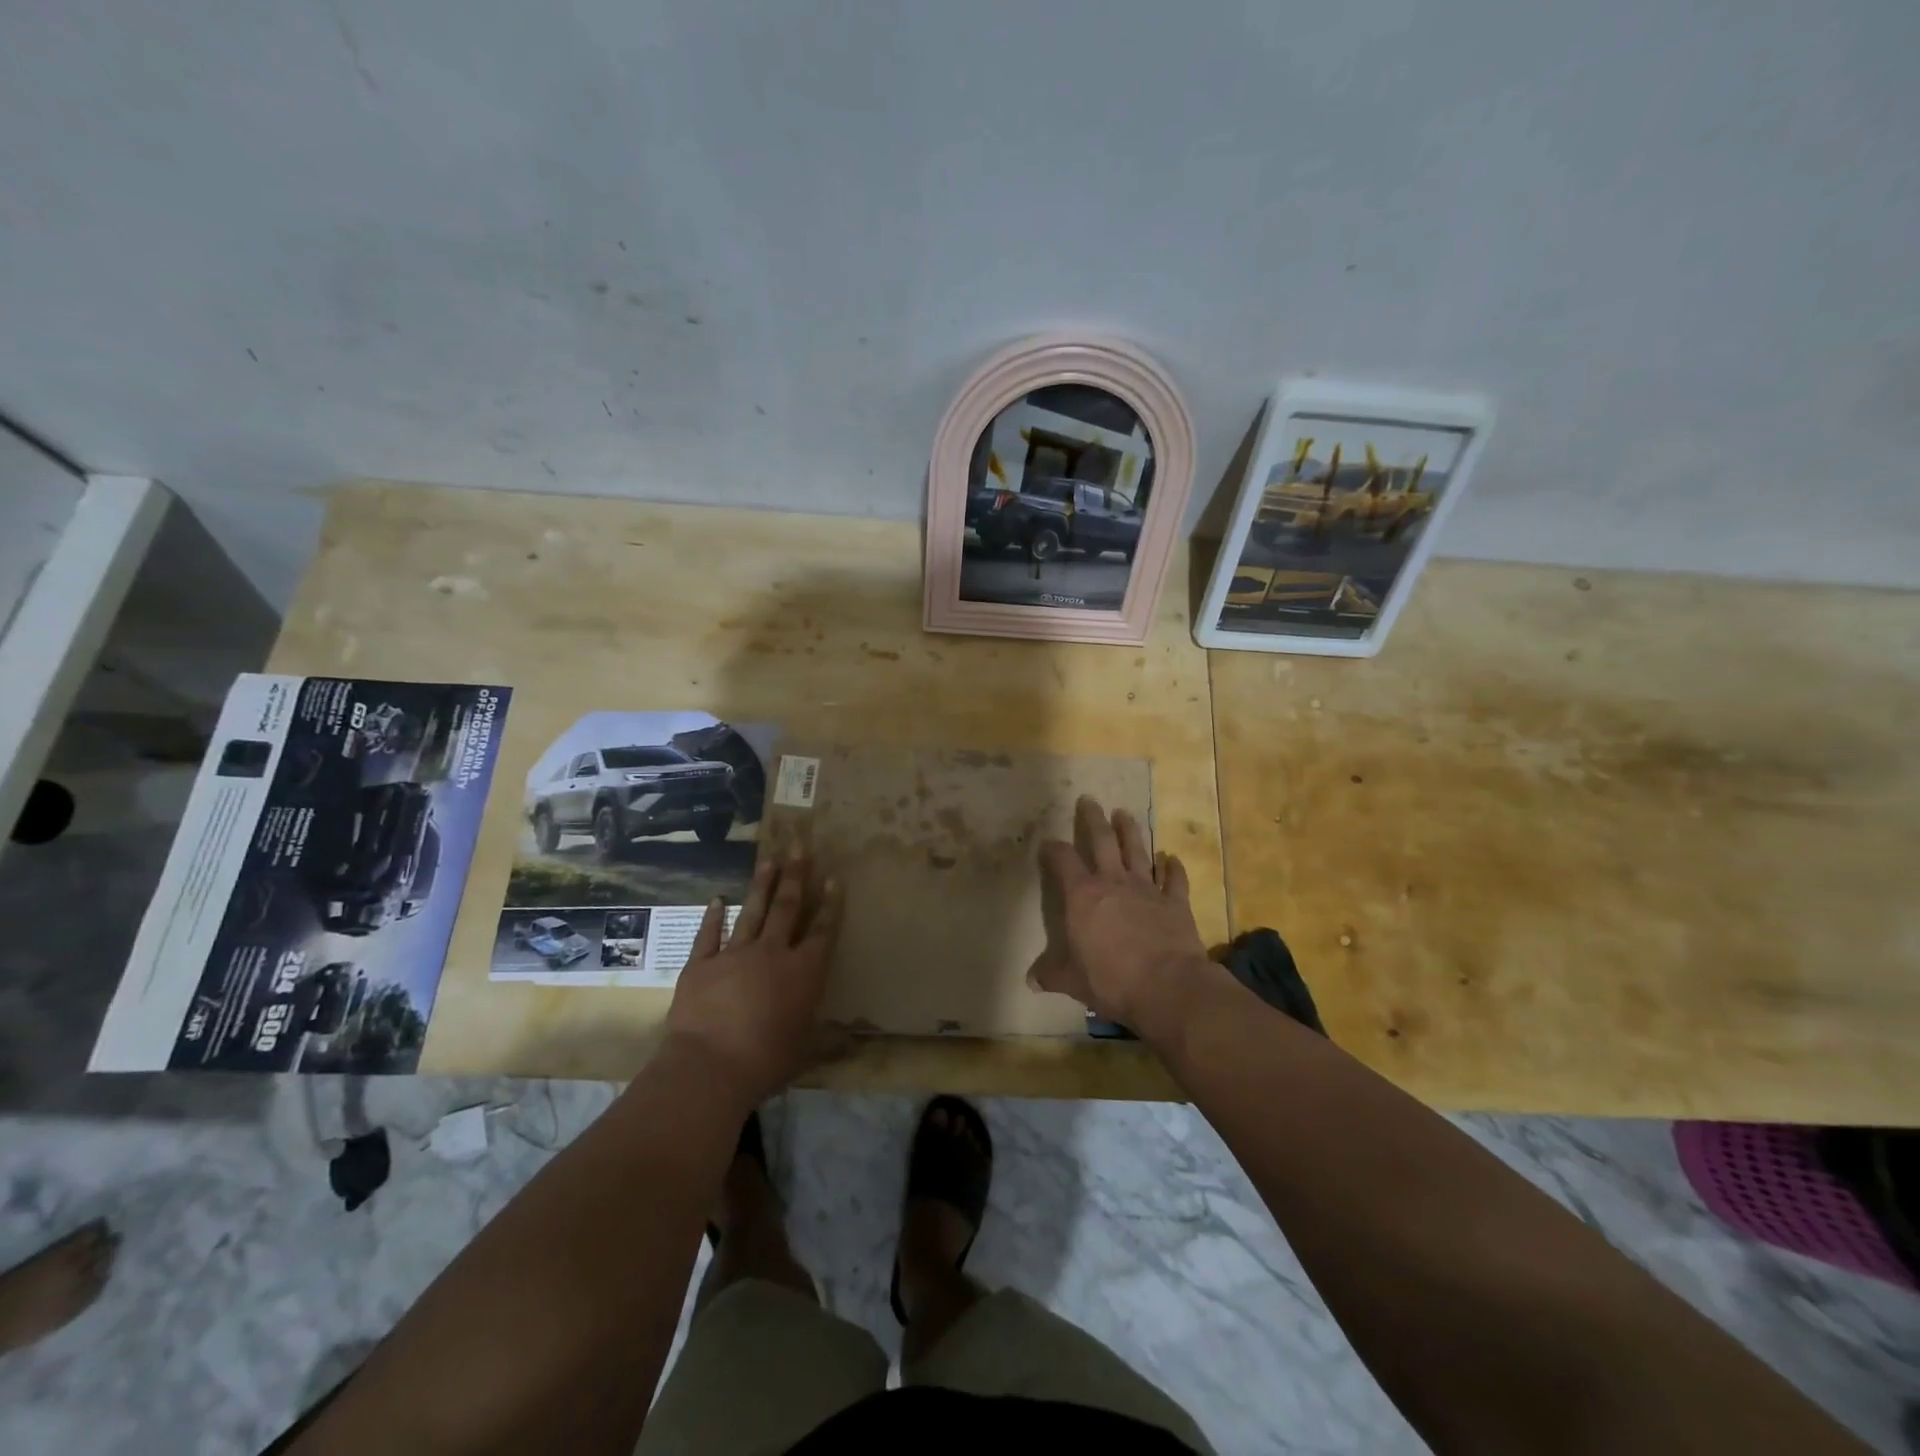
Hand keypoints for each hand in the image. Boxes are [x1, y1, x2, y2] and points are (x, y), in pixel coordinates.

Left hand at [663, 854, 843, 1107]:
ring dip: (762, 885)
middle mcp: (772, 953)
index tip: (833, 878)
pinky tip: (717, 899)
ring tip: (769, 859)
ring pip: (753, 912)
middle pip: (787, 908)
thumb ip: (830, 1043)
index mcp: (803, 972)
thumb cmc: (767, 1061)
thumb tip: (855, 1042)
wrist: (709, 1067)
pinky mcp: (701, 964)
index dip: (829, 904)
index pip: (822, 931)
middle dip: (796, 876)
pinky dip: (712, 917)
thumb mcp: (806, 1054)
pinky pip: (708, 935)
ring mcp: (734, 955)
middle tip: (800, 847)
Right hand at [1028, 796, 1214, 1040]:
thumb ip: (1051, 974)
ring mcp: (1147, 888)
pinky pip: (1174, 878)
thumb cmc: (1111, 980)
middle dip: (1093, 818)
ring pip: (1137, 850)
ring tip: (1124, 813)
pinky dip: (1173, 867)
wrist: (1167, 986)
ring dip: (1130, 830)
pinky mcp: (1175, 901)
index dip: (1053, 849)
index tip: (1048, 843)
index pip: (1063, 861)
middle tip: (1089, 800)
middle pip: (1102, 840)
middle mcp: (1114, 882)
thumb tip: (1031, 980)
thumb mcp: (1072, 981)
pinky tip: (1171, 858)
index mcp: (1083, 895)